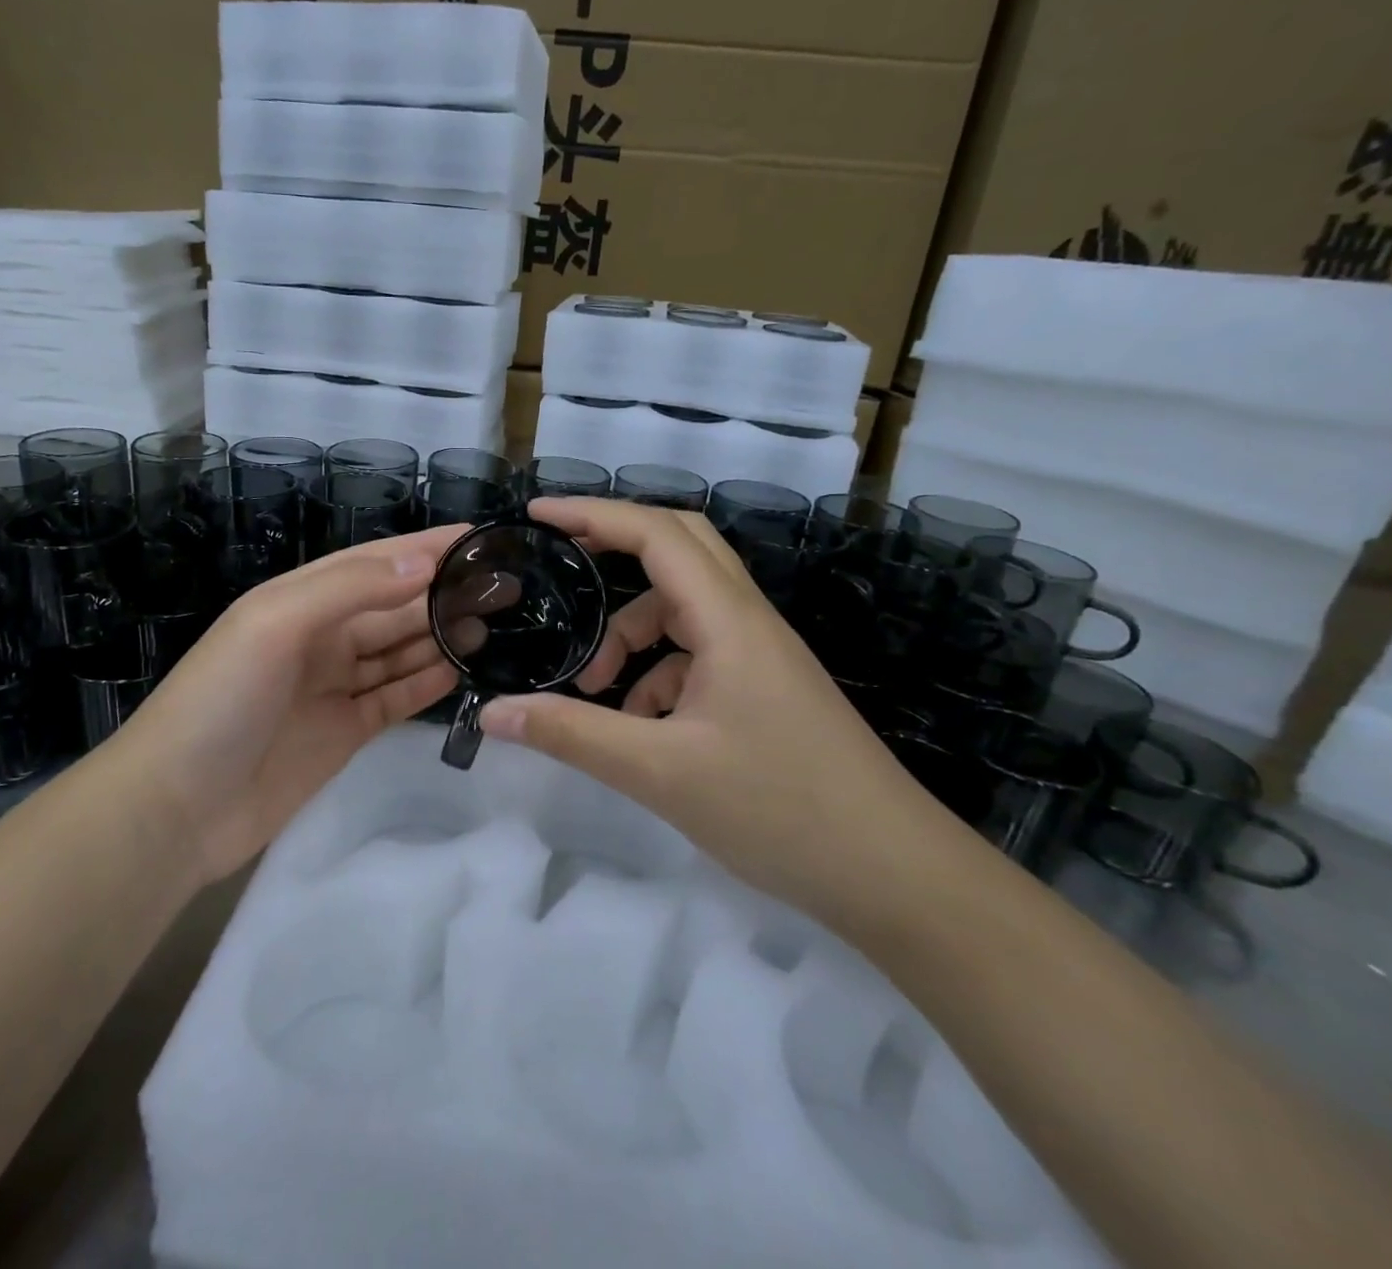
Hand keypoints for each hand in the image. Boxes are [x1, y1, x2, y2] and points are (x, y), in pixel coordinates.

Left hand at [104, 527, 466, 883]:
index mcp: (300, 600)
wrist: (177, 807)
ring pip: (400, 649)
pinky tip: (463, 667)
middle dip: (443, 592)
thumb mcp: (274, 623)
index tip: (477, 538)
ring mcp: (335, 686)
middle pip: (394, 606)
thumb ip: (349, 589)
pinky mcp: (346, 730)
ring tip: (495, 621)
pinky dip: (427, 681)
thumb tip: (423, 565)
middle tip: (504, 586)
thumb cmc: (221, 700)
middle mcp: (321, 636)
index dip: (424, 548)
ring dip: (441, 634)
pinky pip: (396, 696)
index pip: (374, 563)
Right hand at [479, 499, 970, 922]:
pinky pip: (698, 655)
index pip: (656, 533)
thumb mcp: (660, 772)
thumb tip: (494, 713)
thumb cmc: (781, 811)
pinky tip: (642, 728)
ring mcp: (760, 656)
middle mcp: (747, 621)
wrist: (897, 877)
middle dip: (614, 549)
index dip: (593, 514)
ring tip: (596, 689)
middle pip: (678, 549)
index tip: (537, 516)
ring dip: (632, 633)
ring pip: (683, 610)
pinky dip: (658, 674)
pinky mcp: (765, 689)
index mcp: (729, 620)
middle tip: (560, 563)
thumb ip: (572, 734)